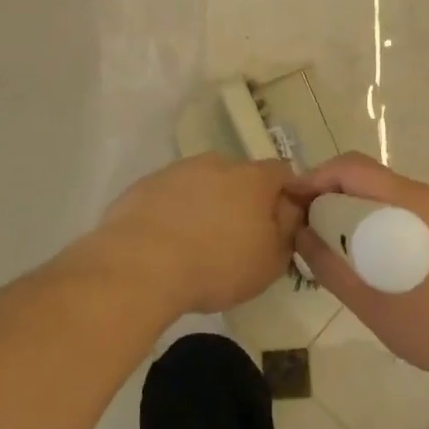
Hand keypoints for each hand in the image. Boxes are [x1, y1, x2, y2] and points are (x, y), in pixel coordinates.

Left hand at [97, 154, 302, 318]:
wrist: (139, 265)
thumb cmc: (216, 265)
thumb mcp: (269, 262)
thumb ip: (286, 231)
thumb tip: (289, 211)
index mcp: (253, 178)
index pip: (283, 173)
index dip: (287, 195)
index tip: (282, 223)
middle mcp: (217, 163)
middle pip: (240, 176)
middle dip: (243, 200)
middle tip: (239, 236)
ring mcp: (177, 170)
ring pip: (203, 183)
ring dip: (207, 204)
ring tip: (198, 243)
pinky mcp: (145, 184)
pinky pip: (171, 195)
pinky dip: (175, 211)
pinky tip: (167, 242)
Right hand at [288, 153, 428, 392]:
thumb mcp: (377, 307)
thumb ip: (333, 270)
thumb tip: (301, 237)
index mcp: (413, 203)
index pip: (353, 168)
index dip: (316, 177)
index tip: (294, 202)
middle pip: (376, 182)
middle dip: (340, 198)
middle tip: (317, 231)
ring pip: (402, 200)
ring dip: (370, 215)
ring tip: (354, 253)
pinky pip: (426, 217)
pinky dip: (399, 228)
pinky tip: (399, 268)